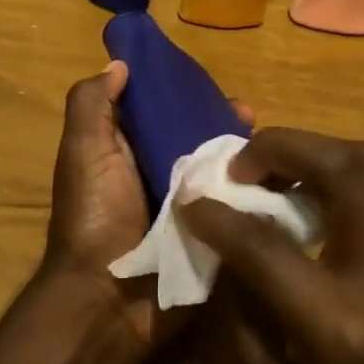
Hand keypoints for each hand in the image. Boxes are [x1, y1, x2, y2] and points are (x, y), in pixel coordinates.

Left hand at [42, 61, 252, 349]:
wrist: (110, 300)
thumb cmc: (95, 217)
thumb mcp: (84, 152)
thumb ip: (93, 105)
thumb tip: (119, 64)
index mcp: (126, 152)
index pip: (160, 110)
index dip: (183, 92)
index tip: (212, 84)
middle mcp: (157, 174)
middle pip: (196, 137)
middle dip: (223, 122)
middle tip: (251, 116)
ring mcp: (186, 206)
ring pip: (220, 168)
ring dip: (244, 154)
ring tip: (269, 146)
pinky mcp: (210, 233)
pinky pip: (234, 204)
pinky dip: (254, 190)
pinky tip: (280, 177)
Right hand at [180, 129, 363, 363]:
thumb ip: (239, 292)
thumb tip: (217, 227)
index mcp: (338, 325)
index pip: (270, 245)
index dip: (221, 215)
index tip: (191, 198)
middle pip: (347, 169)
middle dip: (286, 147)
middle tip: (241, 166)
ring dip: (314, 152)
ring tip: (269, 172)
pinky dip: (335, 174)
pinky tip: (301, 195)